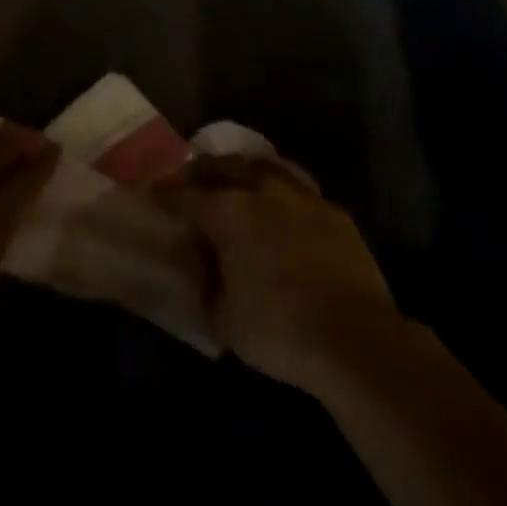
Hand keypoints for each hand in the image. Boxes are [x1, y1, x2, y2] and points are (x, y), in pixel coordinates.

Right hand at [156, 155, 397, 396]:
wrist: (355, 339)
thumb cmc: (278, 330)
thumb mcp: (222, 315)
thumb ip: (202, 279)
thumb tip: (193, 256)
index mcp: (229, 213)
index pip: (185, 195)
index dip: (164, 193)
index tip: (150, 192)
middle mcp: (263, 193)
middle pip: (224, 166)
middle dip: (202, 170)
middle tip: (190, 180)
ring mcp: (302, 198)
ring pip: (266, 167)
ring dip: (244, 171)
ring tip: (236, 181)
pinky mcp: (334, 213)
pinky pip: (300, 189)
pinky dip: (282, 192)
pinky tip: (282, 207)